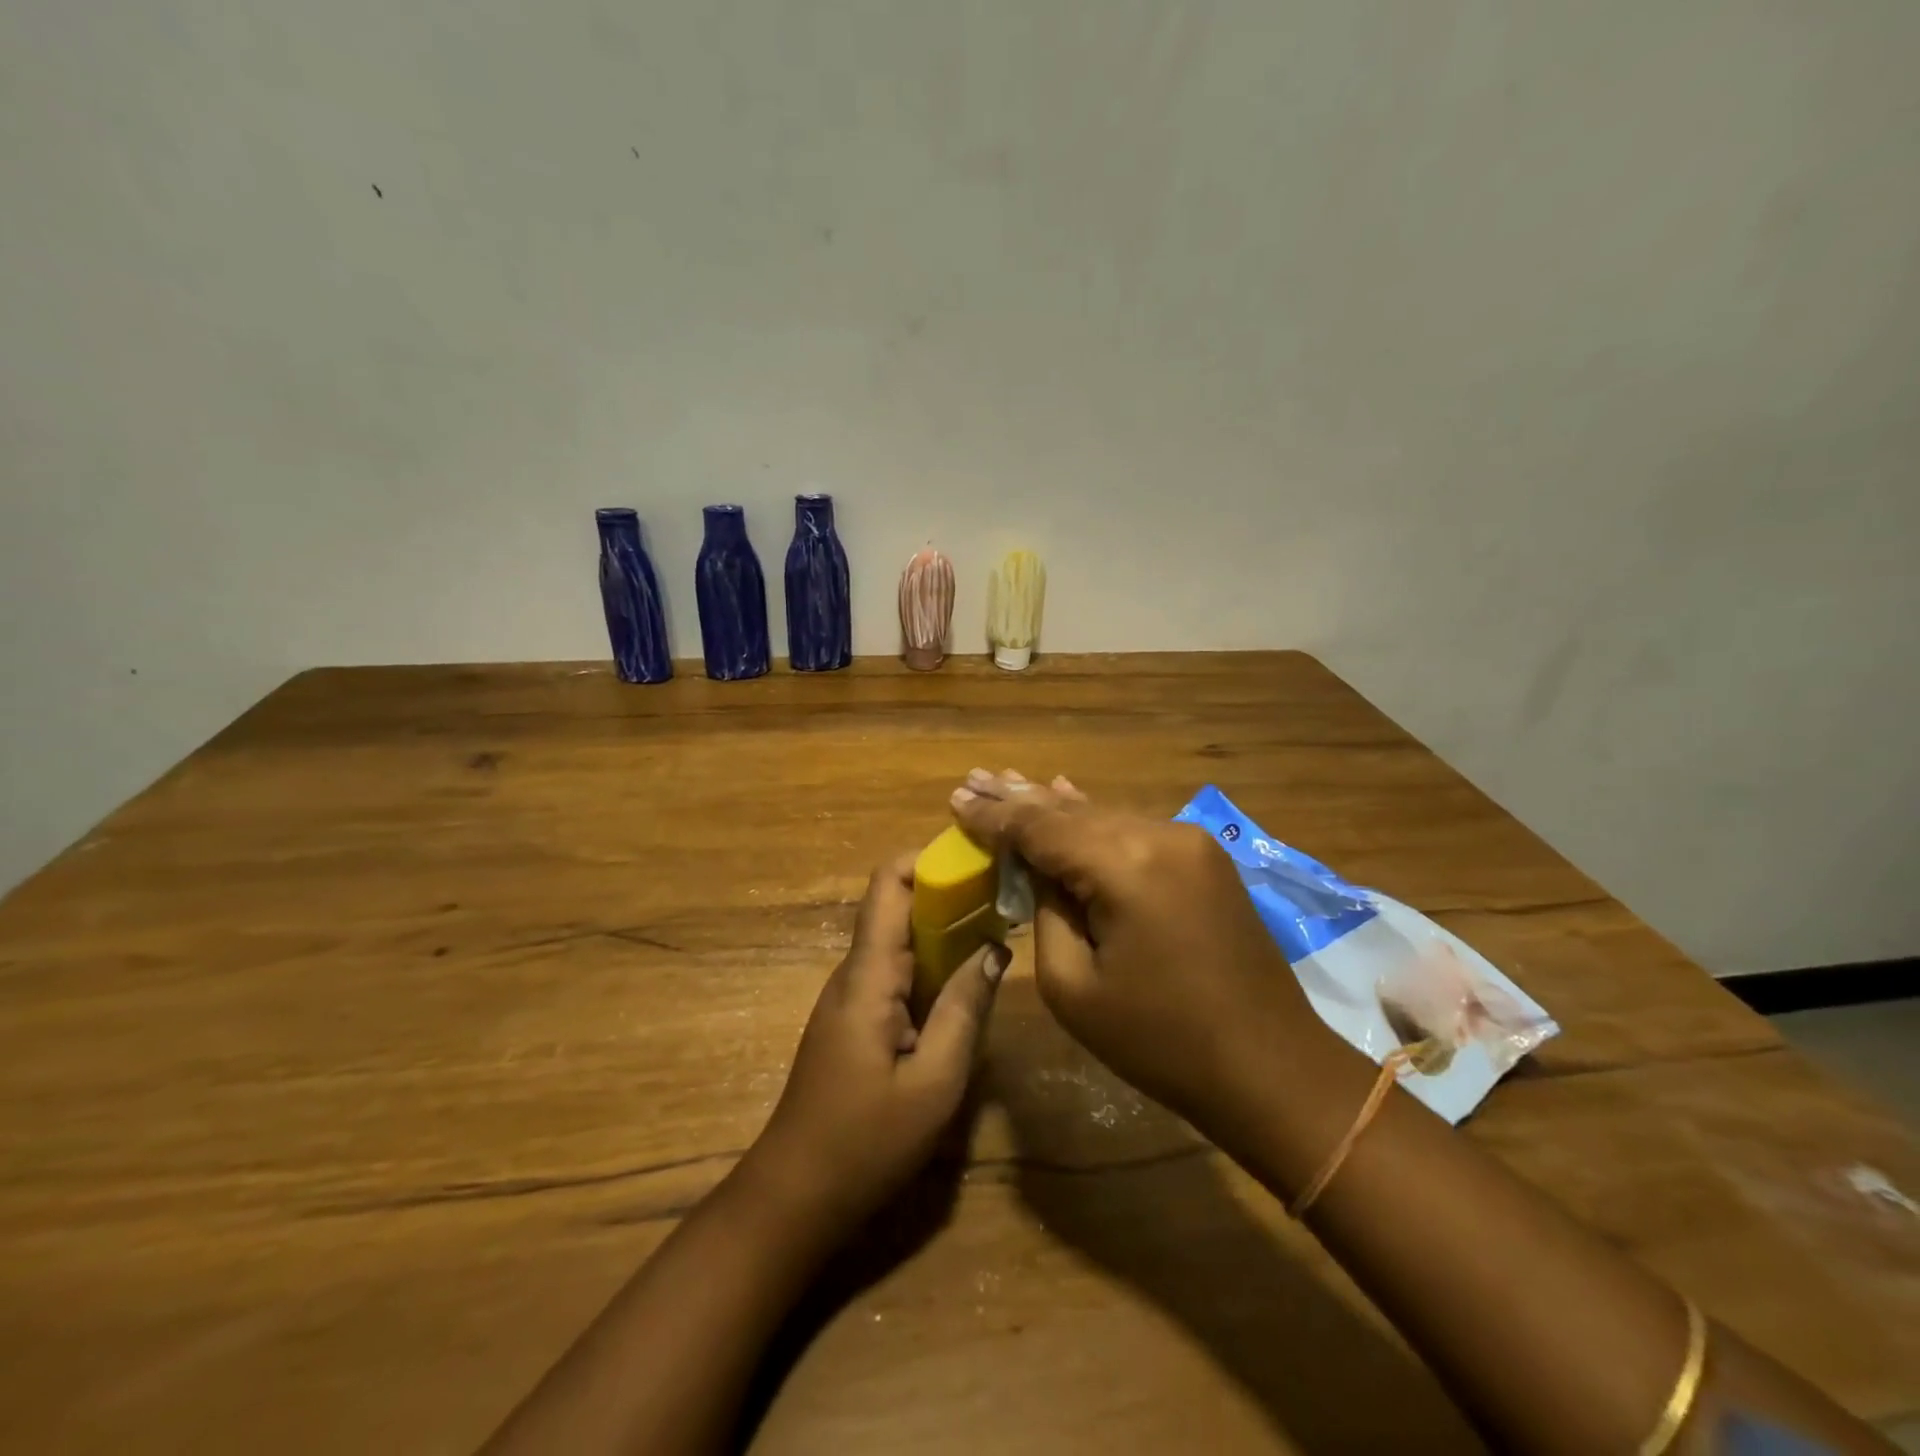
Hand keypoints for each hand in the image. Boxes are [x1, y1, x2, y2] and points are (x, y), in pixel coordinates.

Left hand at [743, 851, 1008, 1235]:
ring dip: (945, 929)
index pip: (887, 884)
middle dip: (950, 893)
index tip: (979, 859)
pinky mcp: (856, 1019)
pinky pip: (897, 972)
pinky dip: (934, 965)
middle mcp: (854, 972)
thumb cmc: (865, 1142)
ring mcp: (852, 996)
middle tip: (1006, 898)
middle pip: (898, 906)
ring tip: (999, 932)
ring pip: (901, 940)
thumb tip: (995, 948)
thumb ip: (966, 1009)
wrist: (794, 1196)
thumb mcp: (934, 1083)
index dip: (929, 859)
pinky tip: (968, 982)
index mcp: (868, 975)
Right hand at [949, 770, 1328, 1129]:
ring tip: (1008, 782)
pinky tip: (1067, 793)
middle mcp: (1159, 834)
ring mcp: (1189, 841)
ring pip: (1103, 816)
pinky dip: (1094, 820)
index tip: (956, 799)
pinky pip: (1133, 830)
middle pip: (1072, 811)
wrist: (1271, 1066)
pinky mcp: (1204, 857)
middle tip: (974, 778)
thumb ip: (1046, 913)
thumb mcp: (1074, 987)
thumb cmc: (1161, 1042)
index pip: (1041, 827)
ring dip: (1055, 806)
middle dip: (1020, 799)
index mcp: (1125, 865)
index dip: (995, 816)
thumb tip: (1041, 871)